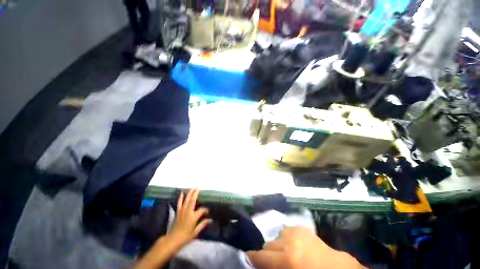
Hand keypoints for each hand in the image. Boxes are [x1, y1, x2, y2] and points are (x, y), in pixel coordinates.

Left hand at [169, 188, 210, 246]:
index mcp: (193, 217)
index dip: (205, 209)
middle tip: (199, 187)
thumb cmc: (185, 237)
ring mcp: (182, 211)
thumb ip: (203, 224)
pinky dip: (180, 198)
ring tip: (193, 188)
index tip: (208, 211)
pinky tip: (182, 193)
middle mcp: (188, 212)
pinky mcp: (178, 212)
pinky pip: (179, 203)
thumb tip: (210, 220)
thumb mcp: (195, 232)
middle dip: (196, 193)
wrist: (173, 239)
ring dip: (189, 193)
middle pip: (192, 200)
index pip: (202, 210)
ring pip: (186, 199)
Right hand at [247, 227, 364, 268]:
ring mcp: (296, 231)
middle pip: (268, 245)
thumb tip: (262, 265)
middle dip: (267, 254)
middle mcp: (289, 241)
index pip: (260, 256)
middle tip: (272, 262)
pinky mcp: (302, 228)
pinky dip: (287, 239)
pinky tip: (294, 246)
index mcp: (287, 259)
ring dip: (278, 246)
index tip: (248, 258)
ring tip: (286, 254)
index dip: (252, 258)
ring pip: (277, 236)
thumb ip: (274, 268)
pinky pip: (287, 231)